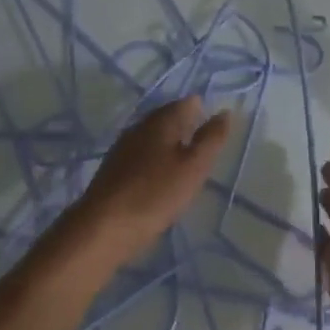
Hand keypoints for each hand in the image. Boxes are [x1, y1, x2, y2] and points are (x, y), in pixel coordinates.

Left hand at [62, 96, 231, 271]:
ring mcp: (122, 148)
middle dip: (186, 127)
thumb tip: (224, 112)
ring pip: (153, 138)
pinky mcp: (114, 170)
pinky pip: (141, 157)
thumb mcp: (194, 167)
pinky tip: (161, 179)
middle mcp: (138, 128)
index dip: (203, 111)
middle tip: (205, 146)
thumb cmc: (156, 193)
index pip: (186, 103)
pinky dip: (155, 162)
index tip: (215, 129)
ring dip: (170, 146)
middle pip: (167, 118)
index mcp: (160, 121)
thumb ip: (211, 139)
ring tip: (187, 164)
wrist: (105, 226)